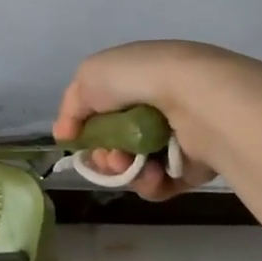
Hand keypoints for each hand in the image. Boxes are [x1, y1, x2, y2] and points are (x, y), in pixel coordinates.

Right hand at [53, 40, 222, 201]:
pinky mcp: (193, 167)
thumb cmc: (139, 79)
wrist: (196, 98)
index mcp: (137, 80)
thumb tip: (65, 135)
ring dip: (122, 170)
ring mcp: (176, 138)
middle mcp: (157, 107)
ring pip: (134, 166)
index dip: (88, 129)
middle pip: (116, 143)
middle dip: (104, 154)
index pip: (105, 111)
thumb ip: (71, 106)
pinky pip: (160, 184)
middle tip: (108, 155)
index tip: (78, 138)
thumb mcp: (89, 76)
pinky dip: (149, 182)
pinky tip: (151, 174)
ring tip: (127, 163)